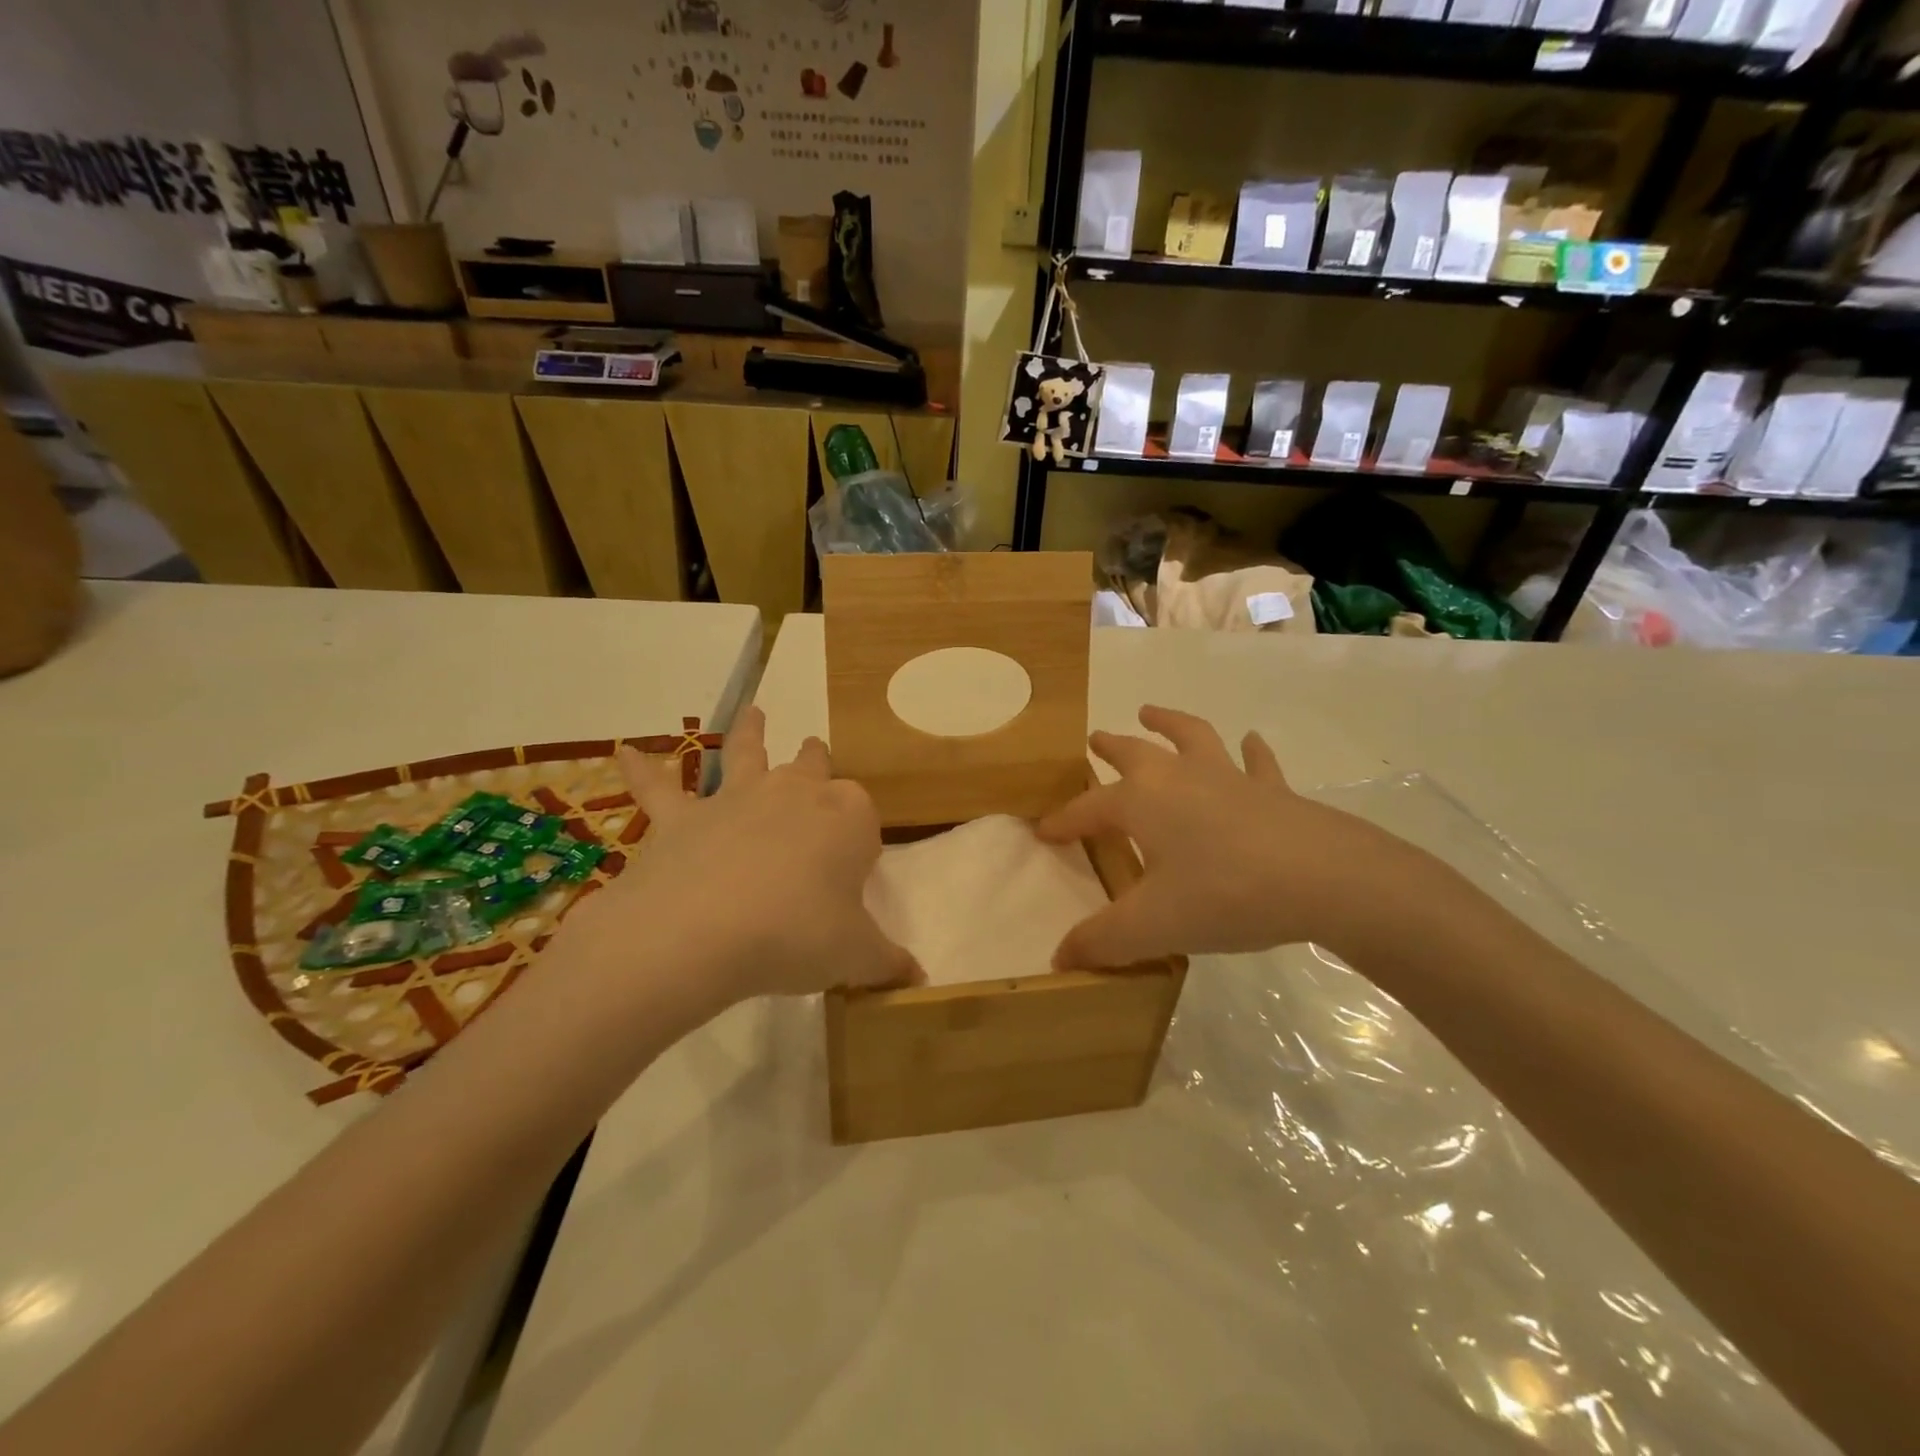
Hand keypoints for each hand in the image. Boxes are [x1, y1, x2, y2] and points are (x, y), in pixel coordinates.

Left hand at [553, 706, 921, 1017]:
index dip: (860, 842)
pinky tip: (622, 753)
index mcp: (847, 817)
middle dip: (817, 759)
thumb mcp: (856, 956)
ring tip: (754, 712)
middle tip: (817, 750)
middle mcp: (795, 793)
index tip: (853, 873)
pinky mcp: (683, 817)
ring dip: (752, 732)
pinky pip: (659, 788)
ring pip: (748, 753)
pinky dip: (641, 770)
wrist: (705, 931)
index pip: (863, 817)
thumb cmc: (798, 935)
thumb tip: (917, 978)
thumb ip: (887, 962)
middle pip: (813, 766)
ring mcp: (737, 798)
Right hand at [1037, 706, 1426, 968]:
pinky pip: (1256, 763)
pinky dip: (1250, 752)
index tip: (1044, 831)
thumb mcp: (1152, 926)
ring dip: (1168, 723)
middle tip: (1095, 739)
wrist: (1324, 879)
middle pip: (1135, 753)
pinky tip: (1251, 741)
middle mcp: (1179, 778)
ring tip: (1151, 712)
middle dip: (1111, 747)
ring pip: (1191, 738)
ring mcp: (1229, 778)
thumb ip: (1102, 942)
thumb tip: (1059, 959)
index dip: (1063, 821)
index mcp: (1142, 802)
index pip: (1088, 809)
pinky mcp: (1273, 790)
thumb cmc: (1225, 894)